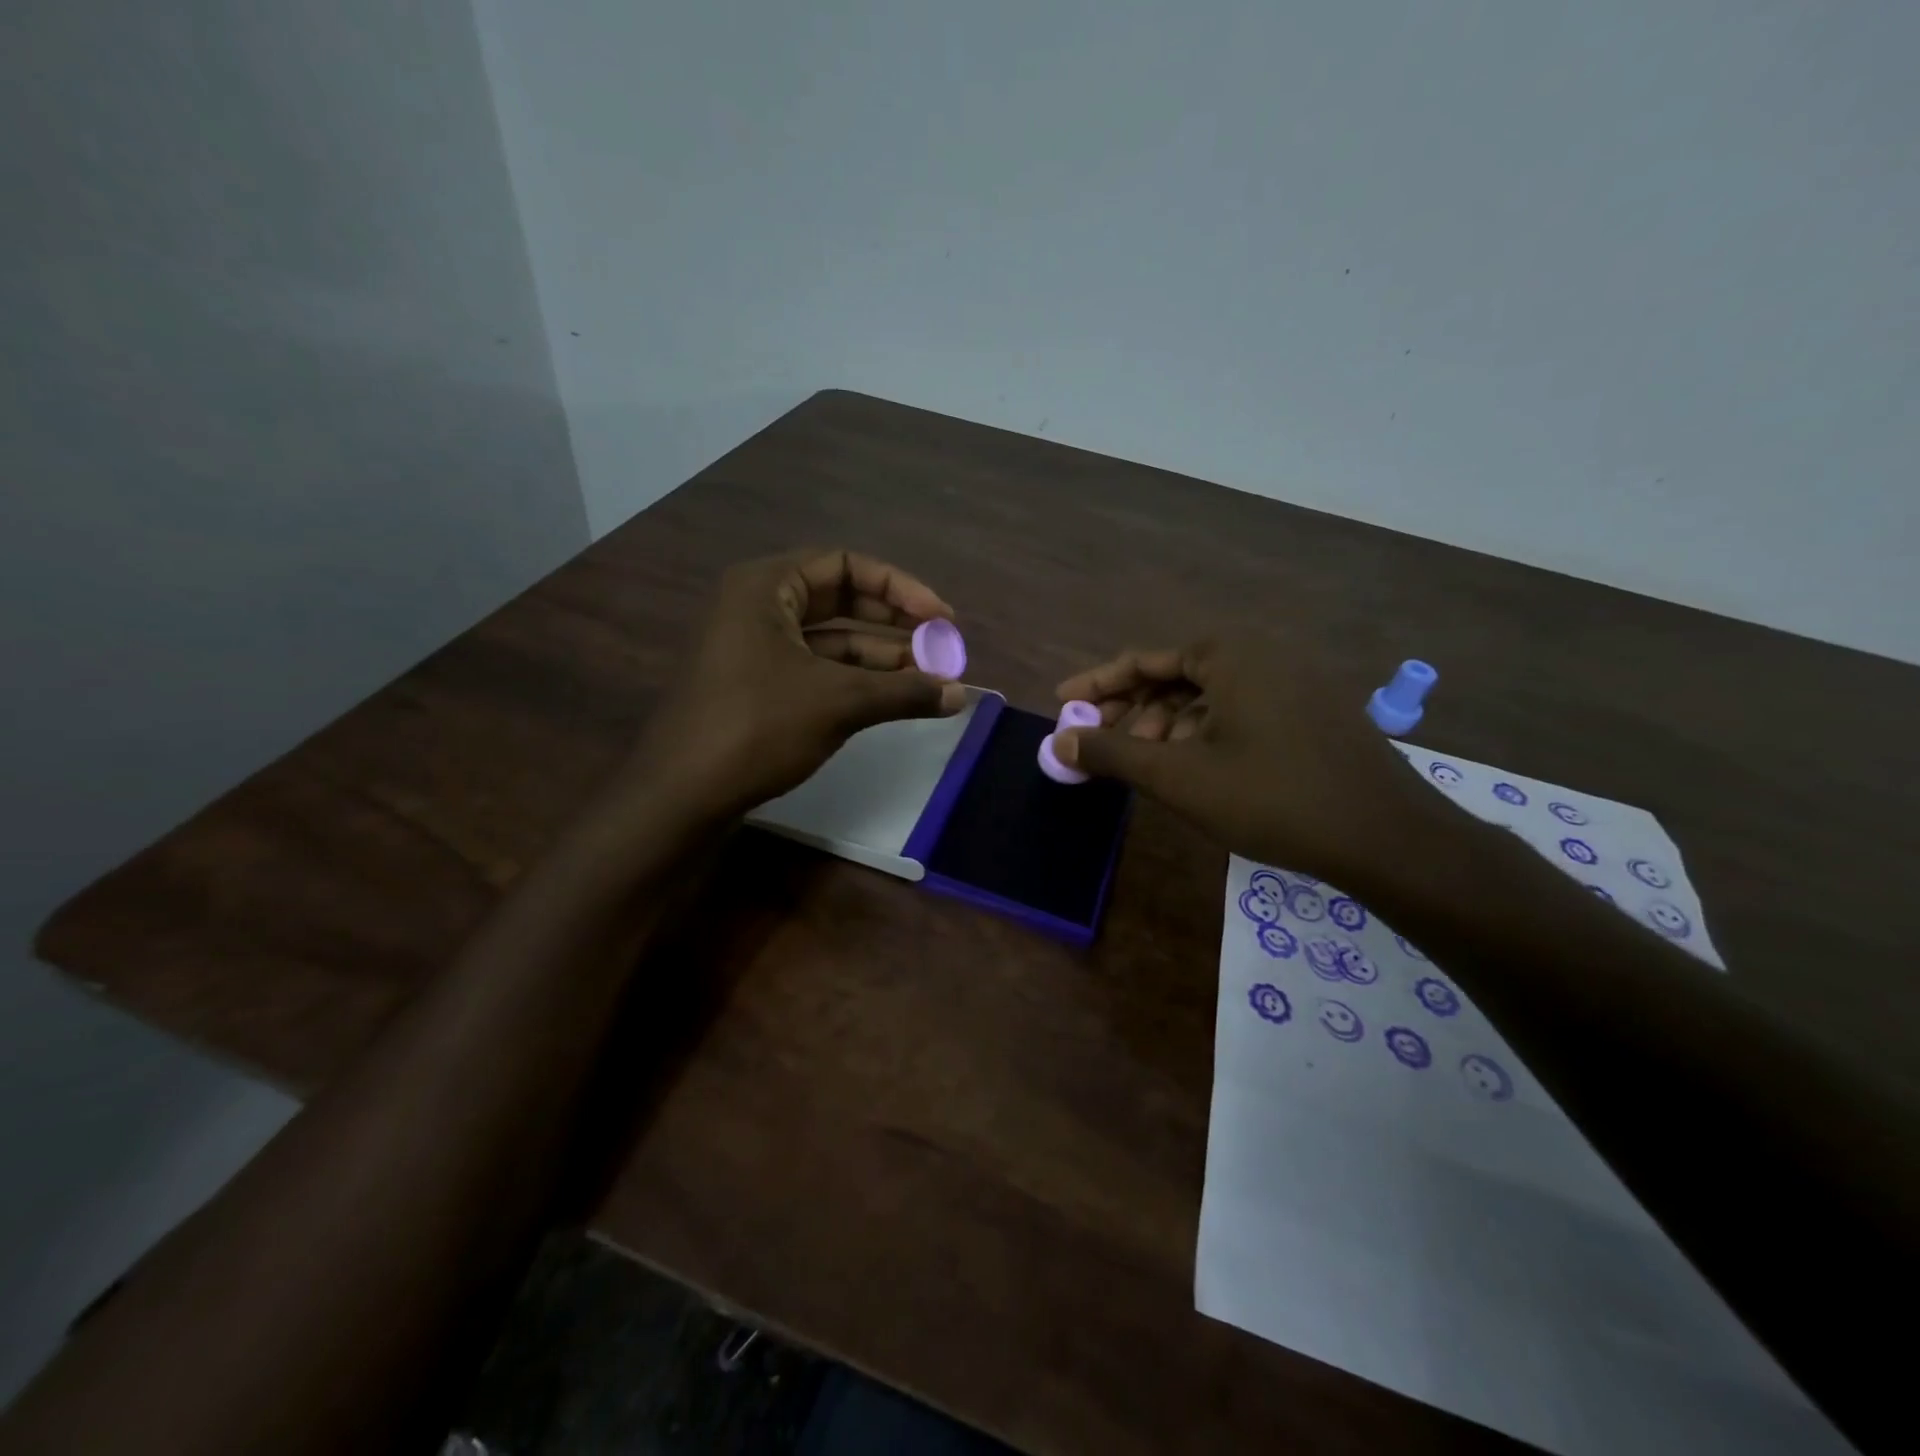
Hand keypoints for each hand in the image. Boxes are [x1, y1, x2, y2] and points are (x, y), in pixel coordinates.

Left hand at [634, 549, 966, 817]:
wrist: (681, 794)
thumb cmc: (756, 727)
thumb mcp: (838, 702)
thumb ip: (904, 692)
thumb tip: (961, 695)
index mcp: (766, 586)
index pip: (845, 565)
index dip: (899, 588)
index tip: (941, 618)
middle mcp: (758, 607)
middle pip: (840, 600)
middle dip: (894, 623)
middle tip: (941, 646)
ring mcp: (756, 649)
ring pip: (832, 641)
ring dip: (881, 658)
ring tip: (929, 680)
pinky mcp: (759, 687)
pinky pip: (817, 670)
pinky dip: (856, 681)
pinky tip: (894, 699)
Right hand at [1052, 637, 1437, 880]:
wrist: (1387, 837)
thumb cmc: (1272, 798)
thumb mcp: (1179, 777)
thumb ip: (1113, 754)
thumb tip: (1058, 742)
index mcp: (1229, 653)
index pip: (1144, 660)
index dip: (1098, 685)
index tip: (1063, 704)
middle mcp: (1262, 653)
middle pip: (1176, 676)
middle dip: (1134, 712)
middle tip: (1103, 746)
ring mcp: (1294, 681)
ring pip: (1209, 697)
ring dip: (1169, 727)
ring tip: (1148, 766)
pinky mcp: (1312, 711)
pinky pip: (1241, 710)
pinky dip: (1206, 734)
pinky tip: (1196, 769)